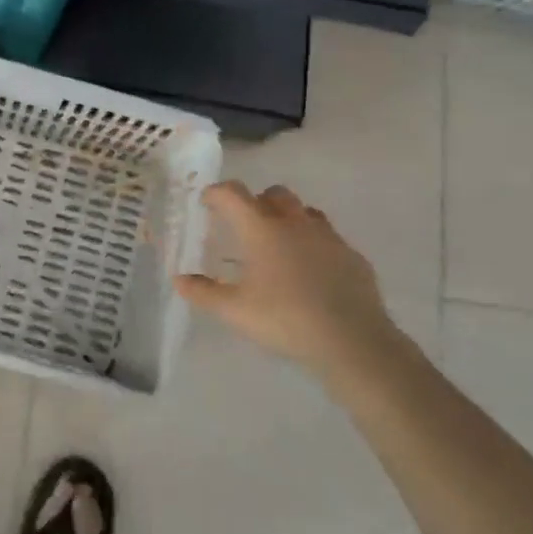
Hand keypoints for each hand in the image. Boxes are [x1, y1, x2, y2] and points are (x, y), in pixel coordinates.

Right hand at [175, 182, 414, 387]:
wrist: (351, 341)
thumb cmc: (284, 319)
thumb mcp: (234, 310)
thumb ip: (203, 292)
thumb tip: (179, 280)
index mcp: (262, 229)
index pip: (233, 194)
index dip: (216, 193)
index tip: (207, 202)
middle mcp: (295, 223)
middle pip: (273, 193)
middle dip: (256, 201)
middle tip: (244, 225)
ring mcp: (328, 237)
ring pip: (305, 212)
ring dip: (288, 218)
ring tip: (279, 245)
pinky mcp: (353, 256)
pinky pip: (328, 237)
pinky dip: (314, 244)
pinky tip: (311, 271)